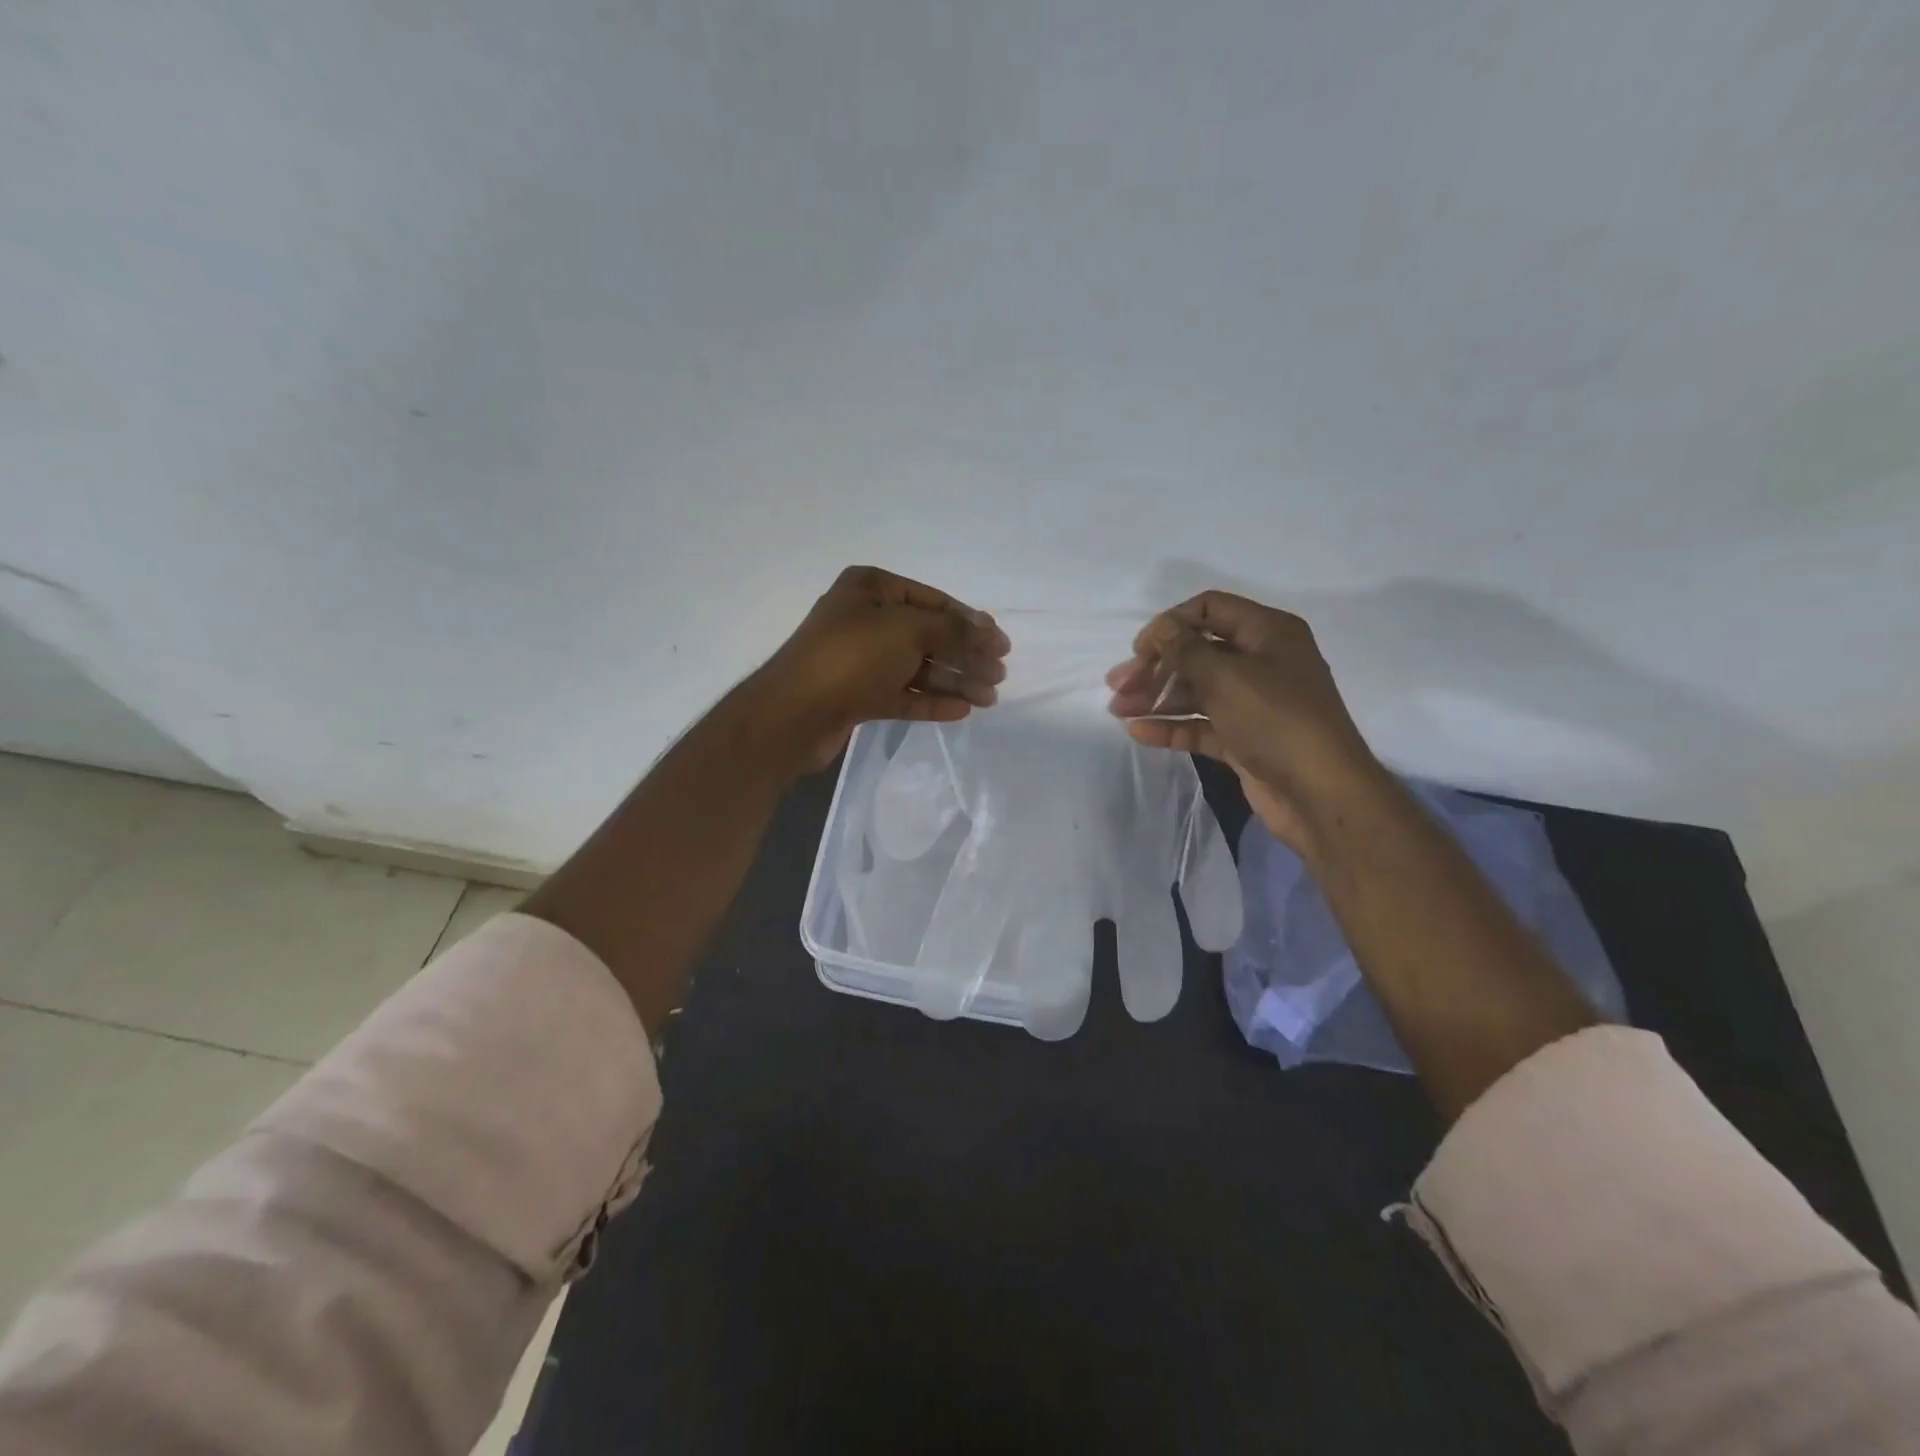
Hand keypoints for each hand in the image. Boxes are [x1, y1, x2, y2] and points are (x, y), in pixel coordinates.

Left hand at [751, 566, 1010, 771]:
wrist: (794, 714)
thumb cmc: (852, 657)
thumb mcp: (909, 630)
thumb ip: (954, 630)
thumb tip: (990, 631)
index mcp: (871, 588)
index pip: (933, 601)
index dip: (971, 622)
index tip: (1002, 644)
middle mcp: (865, 619)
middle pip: (929, 636)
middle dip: (966, 656)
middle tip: (999, 676)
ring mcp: (860, 659)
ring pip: (918, 668)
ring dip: (955, 681)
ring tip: (989, 699)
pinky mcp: (858, 696)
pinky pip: (903, 694)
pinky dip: (932, 701)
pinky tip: (962, 710)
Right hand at [1105, 591, 1385, 853]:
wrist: (1320, 793)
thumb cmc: (1275, 720)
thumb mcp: (1225, 676)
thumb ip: (1185, 649)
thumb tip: (1160, 629)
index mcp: (1268, 633)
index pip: (1210, 609)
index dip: (1170, 624)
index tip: (1139, 649)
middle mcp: (1261, 662)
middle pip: (1197, 652)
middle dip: (1155, 667)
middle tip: (1118, 686)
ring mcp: (1253, 703)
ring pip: (1196, 691)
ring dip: (1156, 698)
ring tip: (1118, 711)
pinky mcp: (1244, 738)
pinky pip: (1201, 725)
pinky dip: (1171, 725)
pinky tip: (1139, 732)